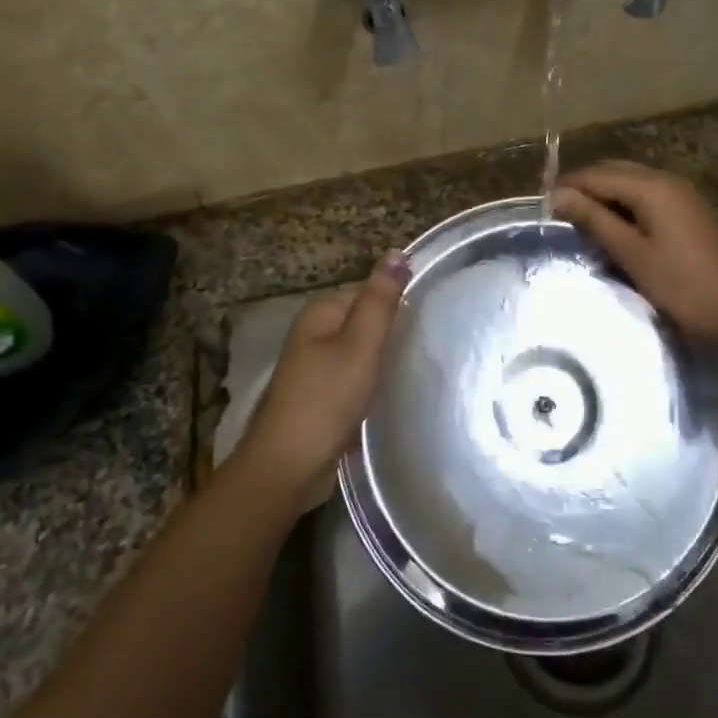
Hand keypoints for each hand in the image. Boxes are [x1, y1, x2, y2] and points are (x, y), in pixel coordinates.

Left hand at [241, 250, 409, 501]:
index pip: (370, 291)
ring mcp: (314, 366)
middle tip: (427, 348)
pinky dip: (372, 384)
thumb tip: (397, 251)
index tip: (430, 322)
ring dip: (384, 361)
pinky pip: (355, 378)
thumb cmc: (327, 398)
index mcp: (321, 311)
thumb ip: (380, 299)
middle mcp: (314, 332)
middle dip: (392, 334)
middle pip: (366, 321)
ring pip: (362, 352)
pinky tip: (391, 395)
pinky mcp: (320, 395)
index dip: (399, 304)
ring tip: (416, 371)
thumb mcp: (361, 344)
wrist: (288, 465)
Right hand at [553, 161, 717, 346]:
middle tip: (557, 208)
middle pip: (616, 171)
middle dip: (585, 185)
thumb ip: (595, 220)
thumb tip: (558, 195)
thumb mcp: (632, 254)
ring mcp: (683, 195)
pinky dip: (625, 202)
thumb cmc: (683, 286)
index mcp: (652, 187)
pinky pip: (648, 195)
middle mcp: (668, 181)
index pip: (598, 176)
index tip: (541, 201)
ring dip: (605, 194)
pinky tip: (613, 224)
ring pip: (633, 182)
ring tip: (579, 217)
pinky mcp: (690, 211)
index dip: (568, 186)